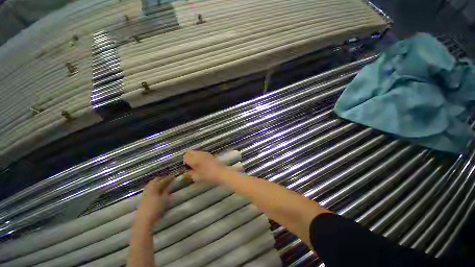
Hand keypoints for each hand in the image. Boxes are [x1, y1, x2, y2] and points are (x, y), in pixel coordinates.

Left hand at [134, 176, 173, 228]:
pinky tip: (155, 190)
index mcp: (154, 188)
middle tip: (168, 178)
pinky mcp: (142, 199)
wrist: (143, 221)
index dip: (168, 178)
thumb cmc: (156, 210)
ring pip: (150, 184)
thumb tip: (170, 184)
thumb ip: (167, 191)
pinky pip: (148, 188)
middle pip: (155, 180)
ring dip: (156, 182)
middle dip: (161, 178)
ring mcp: (144, 194)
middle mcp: (148, 189)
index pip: (162, 180)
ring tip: (162, 183)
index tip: (173, 176)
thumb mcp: (164, 200)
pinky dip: (152, 186)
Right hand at [183, 150, 226, 183]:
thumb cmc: (207, 176)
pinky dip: (200, 156)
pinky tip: (203, 163)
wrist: (221, 172)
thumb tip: (186, 172)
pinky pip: (202, 153)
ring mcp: (205, 153)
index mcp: (194, 159)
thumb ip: (189, 174)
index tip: (187, 166)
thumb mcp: (196, 177)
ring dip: (195, 156)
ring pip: (196, 152)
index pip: (185, 155)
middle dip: (189, 157)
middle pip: (190, 152)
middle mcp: (199, 154)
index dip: (185, 161)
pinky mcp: (210, 154)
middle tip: (191, 165)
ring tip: (197, 164)